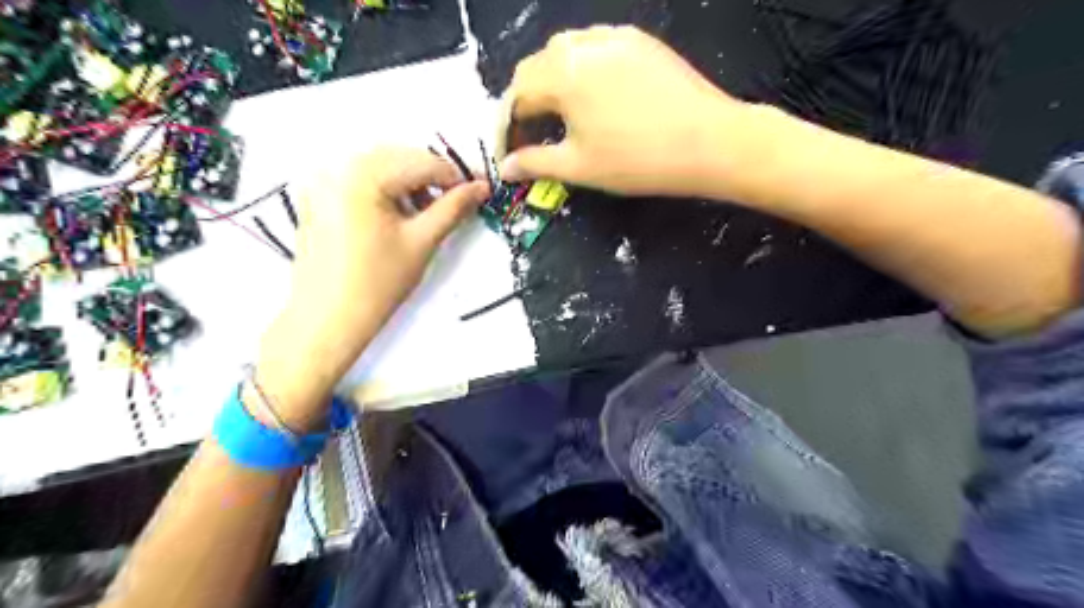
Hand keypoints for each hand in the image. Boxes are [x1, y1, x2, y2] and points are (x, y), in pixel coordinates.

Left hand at [251, 144, 489, 426]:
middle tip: (455, 203)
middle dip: (432, 178)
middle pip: (400, 158)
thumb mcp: (422, 242)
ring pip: (381, 168)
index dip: (456, 176)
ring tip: (426, 213)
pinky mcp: (318, 198)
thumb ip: (453, 209)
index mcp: (363, 175)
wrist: (328, 320)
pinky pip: (360, 181)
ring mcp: (323, 182)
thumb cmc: (377, 284)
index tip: (479, 190)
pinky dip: (385, 190)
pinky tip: (398, 216)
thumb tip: (481, 188)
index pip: (422, 162)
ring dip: (410, 183)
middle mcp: (337, 168)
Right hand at [498, 25, 755, 196]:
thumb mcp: (579, 166)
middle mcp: (581, 45)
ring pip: (565, 52)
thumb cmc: (637, 160)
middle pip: (536, 67)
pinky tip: (594, 94)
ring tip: (561, 114)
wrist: (709, 141)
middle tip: (533, 135)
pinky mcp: (639, 41)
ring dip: (552, 81)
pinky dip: (582, 69)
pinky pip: (595, 48)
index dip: (507, 125)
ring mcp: (613, 38)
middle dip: (527, 101)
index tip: (510, 151)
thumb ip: (535, 163)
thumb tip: (504, 168)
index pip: (516, 94)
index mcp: (561, 74)